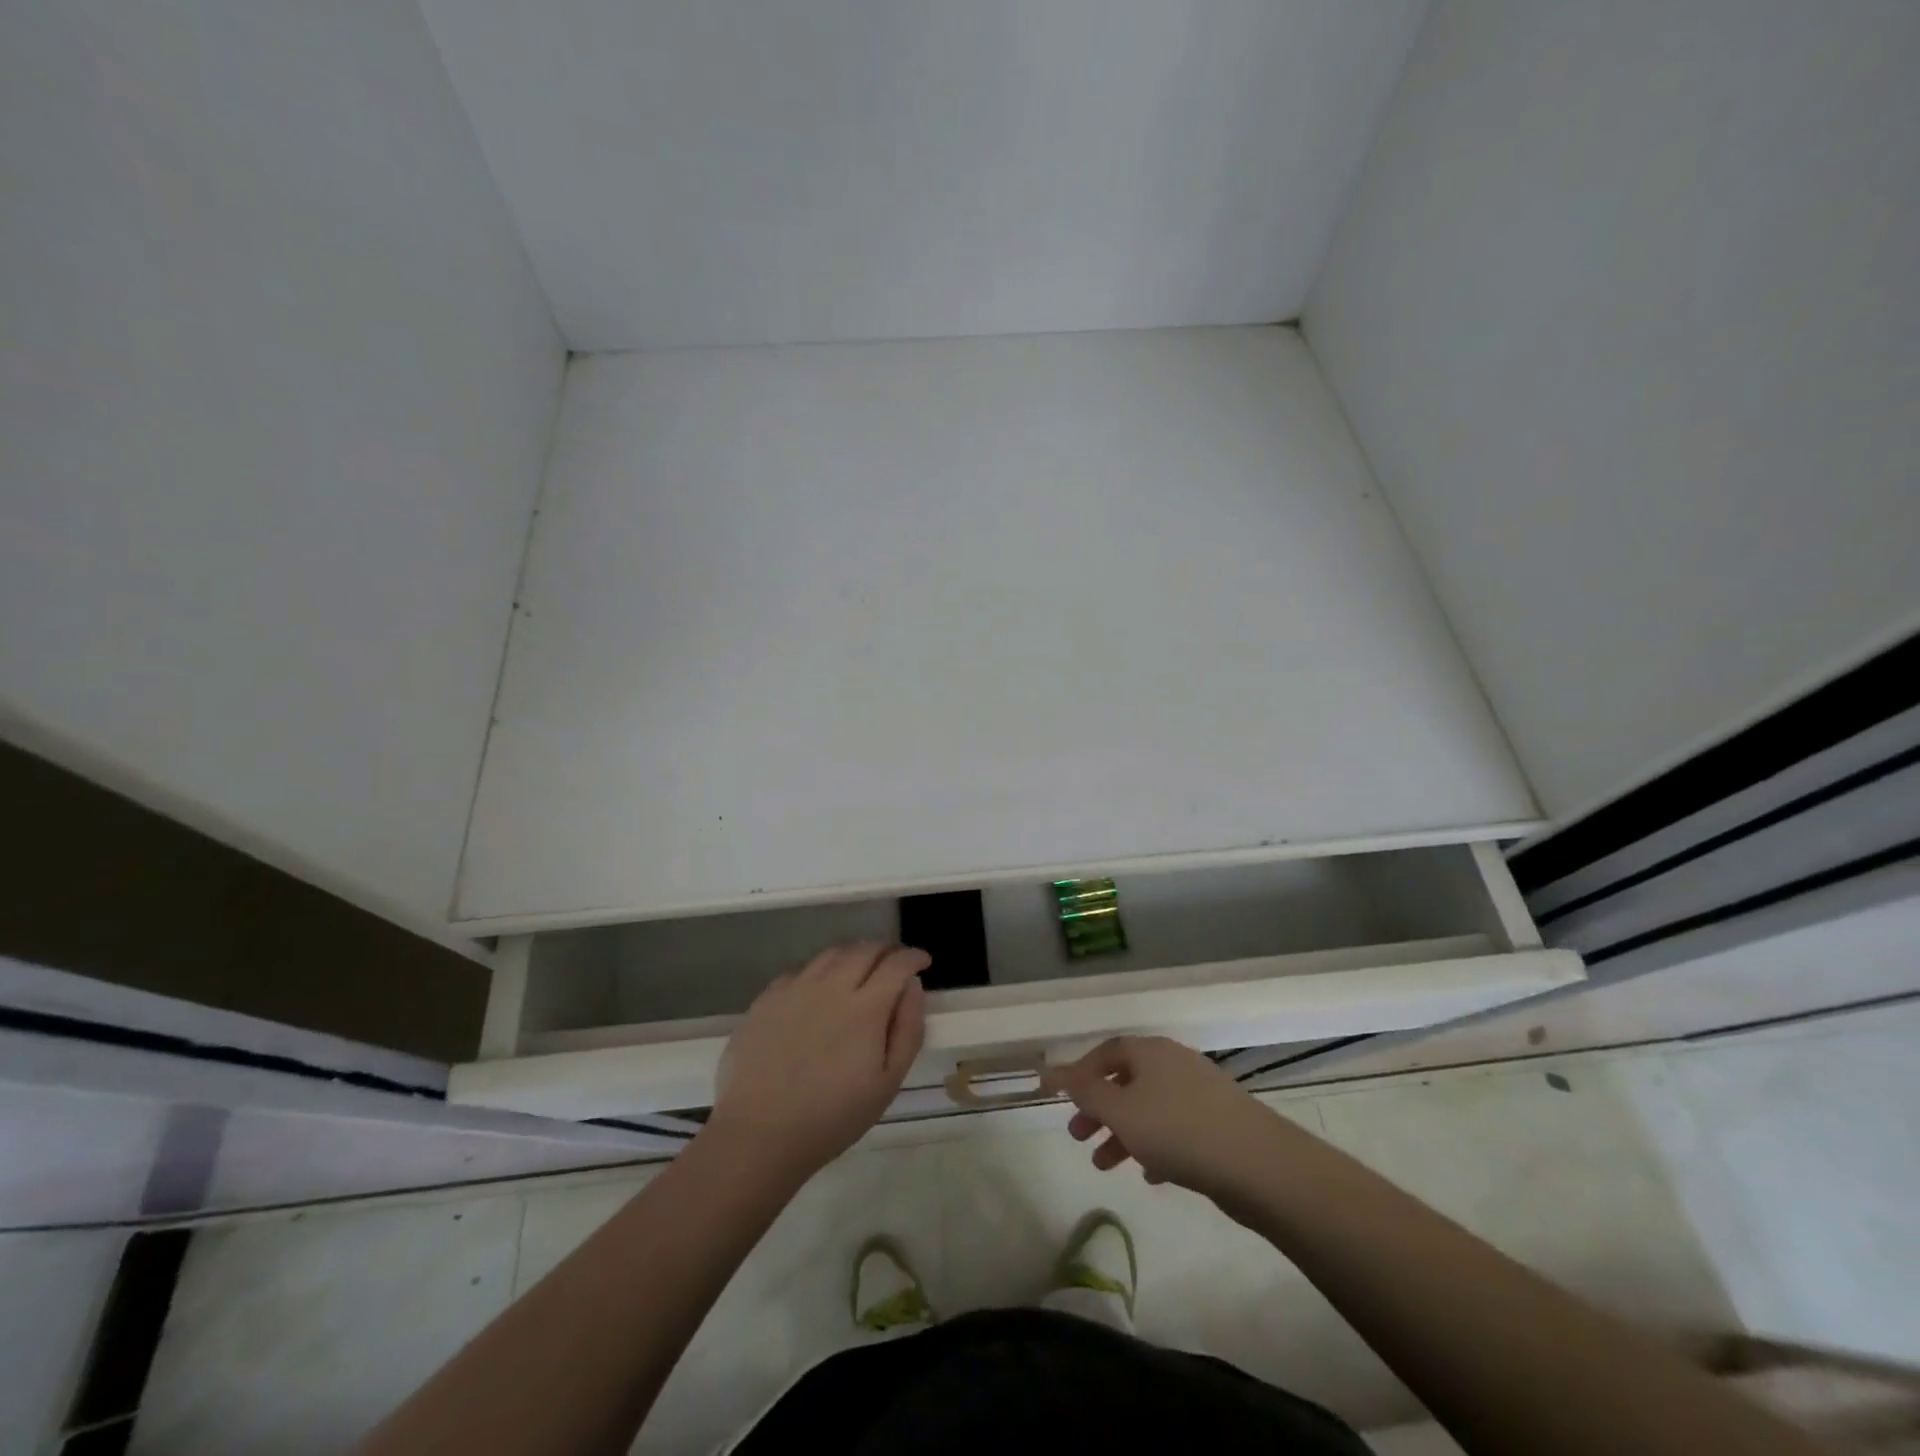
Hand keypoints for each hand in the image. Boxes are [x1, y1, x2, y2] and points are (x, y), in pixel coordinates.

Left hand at [708, 941, 927, 1178]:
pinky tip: (821, 987)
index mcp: (865, 1007)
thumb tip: (914, 987)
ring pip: (832, 953)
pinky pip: (801, 969)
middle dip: (887, 950)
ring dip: (854, 953)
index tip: (923, 962)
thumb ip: (908, 1030)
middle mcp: (831, 986)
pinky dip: (821, 969)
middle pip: (865, 949)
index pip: (896, 964)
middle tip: (895, 963)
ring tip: (861, 968)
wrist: (759, 1134)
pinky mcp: (767, 998)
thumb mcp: (887, 1083)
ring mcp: (795, 988)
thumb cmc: (832, 1117)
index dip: (914, 957)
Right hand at [1044, 1036, 1289, 1212]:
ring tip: (1104, 1165)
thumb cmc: (1178, 1130)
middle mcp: (1174, 1063)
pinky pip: (1176, 1129)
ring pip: (1150, 1108)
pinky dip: (1155, 1146)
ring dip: (1123, 1133)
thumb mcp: (1120, 1111)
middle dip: (1099, 1108)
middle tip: (1078, 1136)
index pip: (1106, 1052)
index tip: (1062, 1099)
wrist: (1258, 1164)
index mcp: (1150, 1051)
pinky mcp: (1219, 1123)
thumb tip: (1052, 1070)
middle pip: (1126, 1080)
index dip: (1080, 1073)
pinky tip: (1150, 1174)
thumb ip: (1085, 1091)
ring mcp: (1200, 1092)